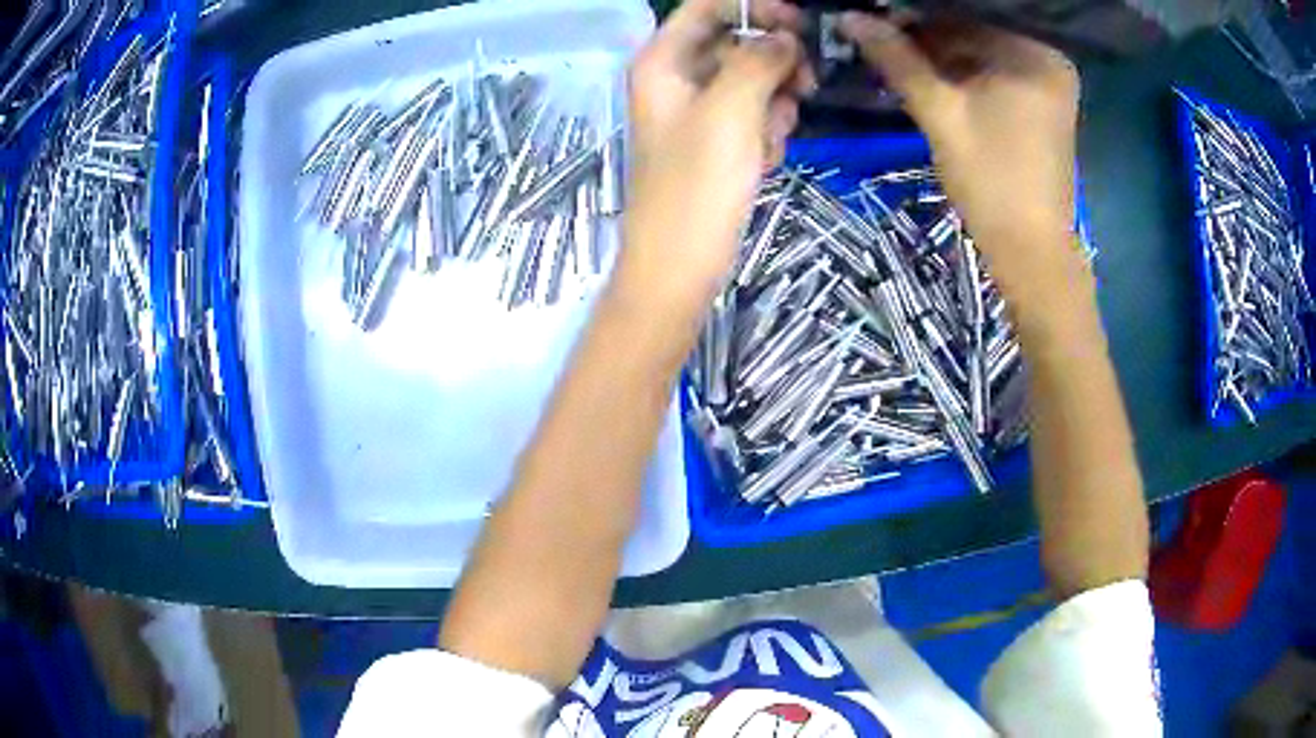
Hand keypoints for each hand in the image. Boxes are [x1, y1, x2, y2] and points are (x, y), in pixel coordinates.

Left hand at [621, 0, 811, 300]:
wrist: (680, 266)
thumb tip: (786, 37)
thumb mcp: (730, 111)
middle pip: (738, 41)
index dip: (755, 7)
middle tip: (803, 88)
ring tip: (768, 140)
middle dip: (774, 65)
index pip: (708, 7)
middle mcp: (677, 77)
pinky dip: (767, 132)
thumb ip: (759, 61)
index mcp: (663, 60)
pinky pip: (754, 115)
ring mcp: (698, 110)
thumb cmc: (696, 186)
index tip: (799, 27)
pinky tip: (763, 160)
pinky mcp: (717, 141)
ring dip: (775, 105)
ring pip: (754, 80)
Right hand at [839, 14, 1079, 292]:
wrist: (1032, 252)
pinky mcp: (1044, 106)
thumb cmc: (991, 180)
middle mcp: (1049, 60)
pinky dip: (966, 77)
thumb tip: (851, 17)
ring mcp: (1050, 84)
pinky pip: (998, 75)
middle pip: (976, 32)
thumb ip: (898, 60)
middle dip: (928, 38)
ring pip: (984, 54)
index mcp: (1034, 53)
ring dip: (943, 58)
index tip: (875, 20)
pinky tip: (932, 80)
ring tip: (899, 61)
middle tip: (883, 42)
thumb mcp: (940, 113)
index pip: (964, 14)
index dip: (915, 16)